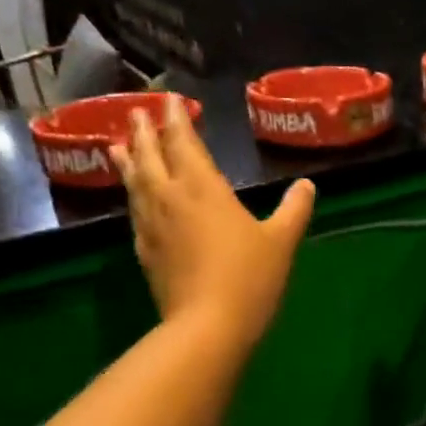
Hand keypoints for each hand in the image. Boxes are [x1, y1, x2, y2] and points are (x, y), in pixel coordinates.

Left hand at [112, 95, 315, 347]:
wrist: (208, 325)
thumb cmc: (250, 277)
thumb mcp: (282, 241)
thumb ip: (294, 209)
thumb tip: (307, 185)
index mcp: (204, 188)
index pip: (184, 143)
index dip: (176, 119)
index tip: (169, 100)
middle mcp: (171, 198)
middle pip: (151, 157)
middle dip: (143, 132)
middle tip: (134, 112)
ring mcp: (152, 225)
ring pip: (134, 183)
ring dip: (128, 160)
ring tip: (118, 145)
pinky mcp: (145, 251)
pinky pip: (134, 212)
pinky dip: (131, 196)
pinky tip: (134, 199)